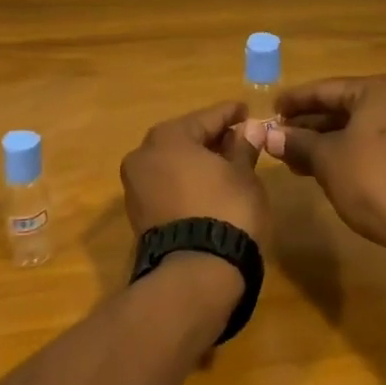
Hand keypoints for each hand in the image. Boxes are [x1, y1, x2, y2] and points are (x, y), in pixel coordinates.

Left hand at [120, 101, 268, 249]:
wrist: (195, 273)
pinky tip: (208, 185)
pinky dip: (185, 180)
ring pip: (173, 161)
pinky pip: (166, 184)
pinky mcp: (138, 213)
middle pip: (186, 137)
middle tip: (239, 138)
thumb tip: (250, 130)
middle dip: (212, 137)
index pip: (207, 117)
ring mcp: (135, 185)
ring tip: (227, 163)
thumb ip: (244, 147)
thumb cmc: (225, 210)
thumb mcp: (243, 175)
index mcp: (168, 136)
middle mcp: (144, 154)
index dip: (231, 114)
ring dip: (198, 160)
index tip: (246, 111)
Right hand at [247, 75, 385, 281]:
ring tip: (292, 157)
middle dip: (309, 124)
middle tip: (278, 137)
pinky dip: (347, 149)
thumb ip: (297, 142)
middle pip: (343, 106)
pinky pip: (373, 140)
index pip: (326, 89)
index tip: (271, 110)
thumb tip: (268, 136)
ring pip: (357, 126)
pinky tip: (322, 166)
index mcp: (379, 90)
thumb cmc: (373, 182)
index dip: (295, 101)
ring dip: (325, 140)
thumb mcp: (327, 160)